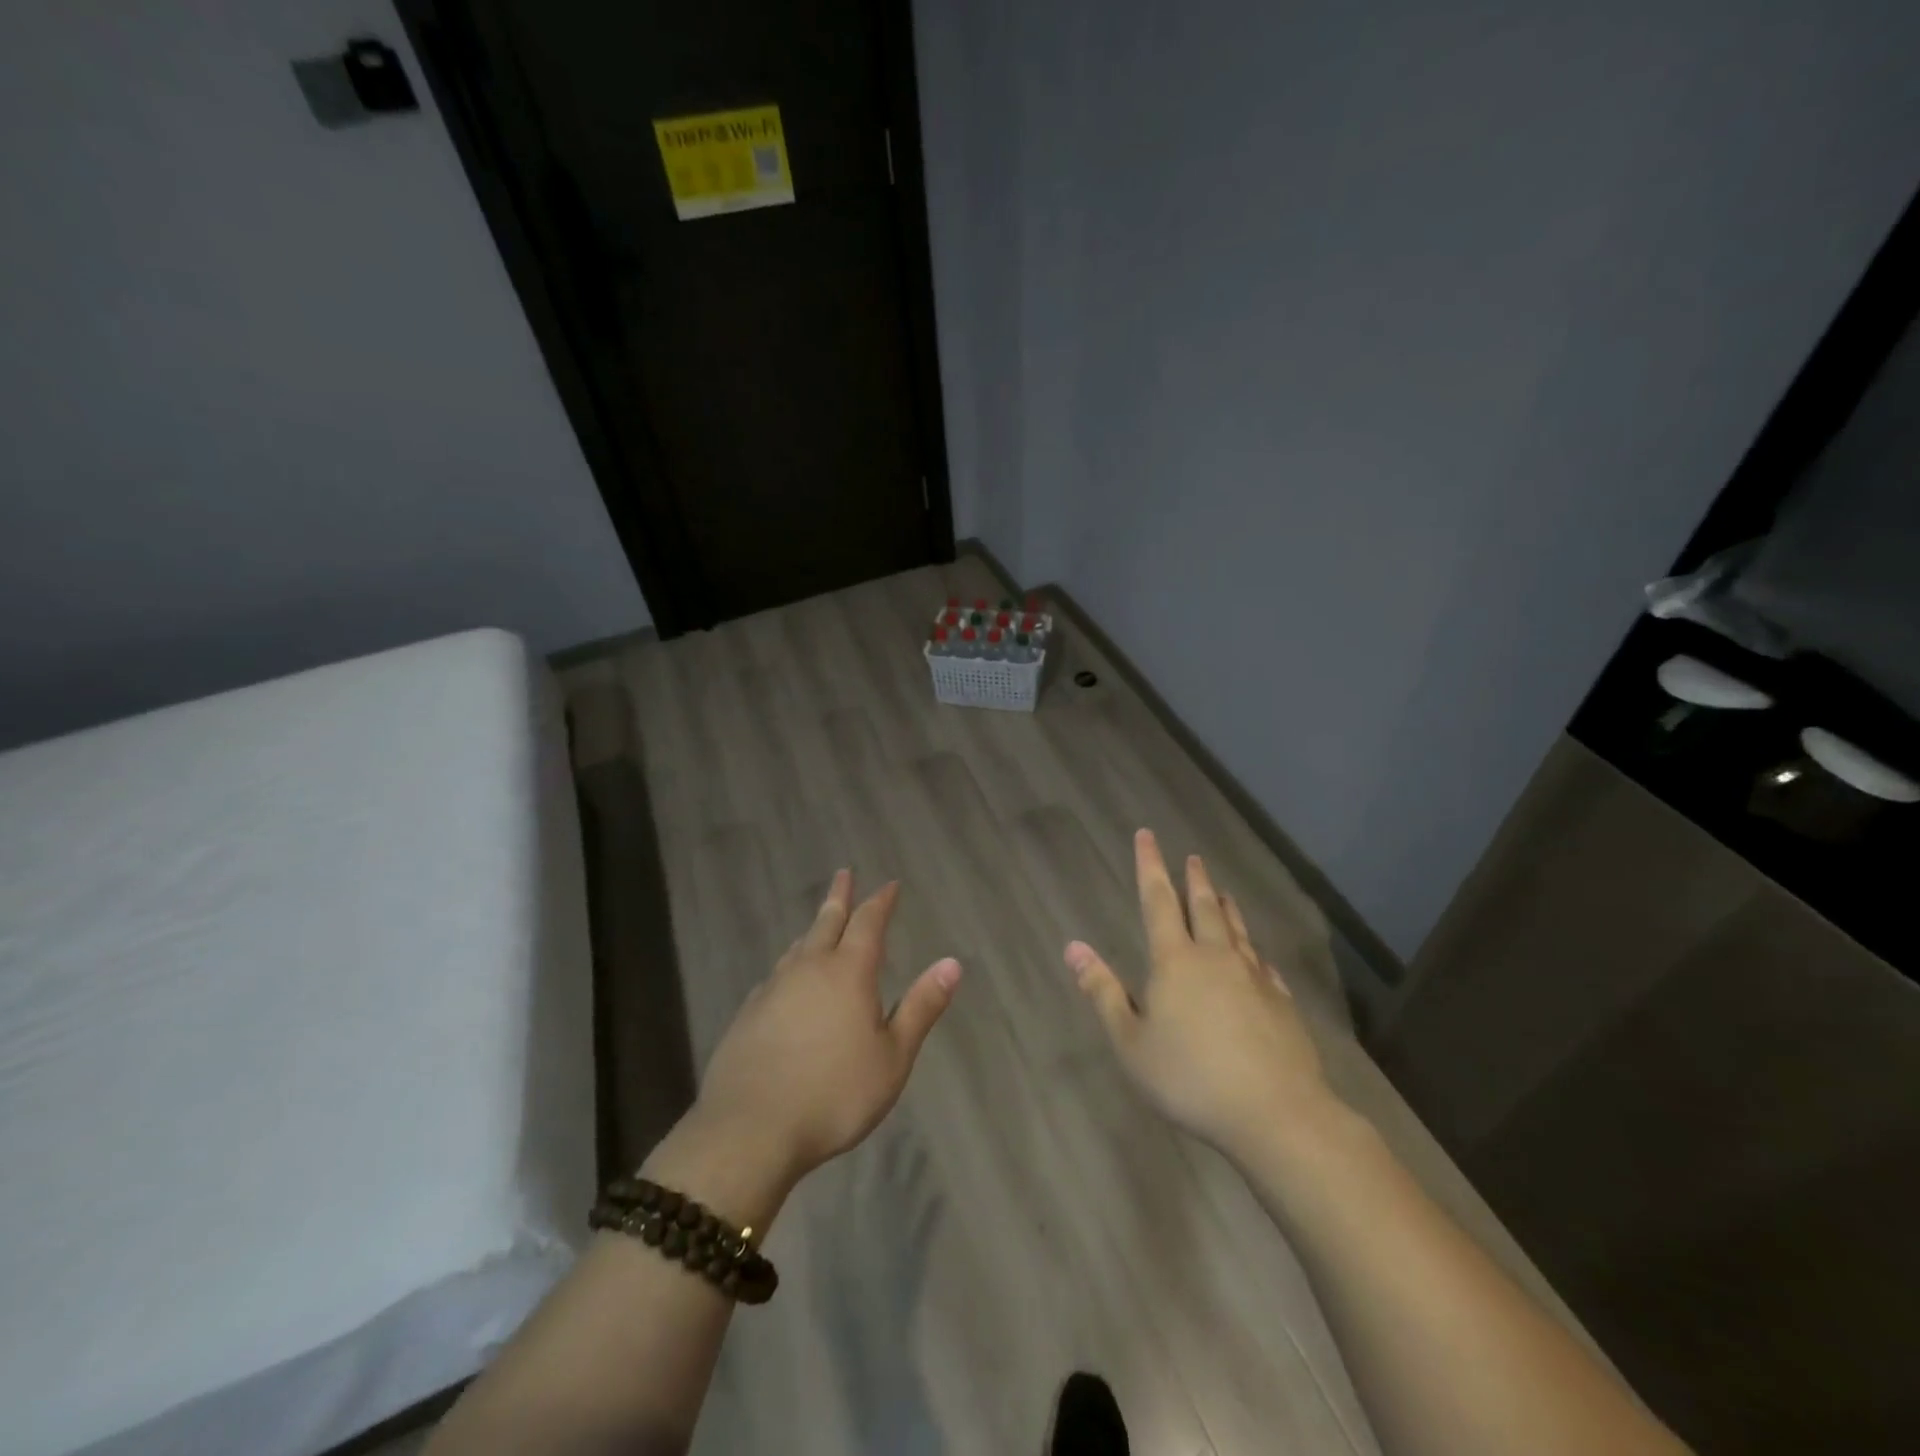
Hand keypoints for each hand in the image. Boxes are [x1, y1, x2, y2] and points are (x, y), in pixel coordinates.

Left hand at [688, 871, 961, 1188]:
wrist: (750, 1129)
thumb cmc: (835, 1094)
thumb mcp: (892, 1057)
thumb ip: (921, 1007)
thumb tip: (952, 963)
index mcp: (849, 973)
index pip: (868, 923)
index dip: (880, 902)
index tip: (889, 884)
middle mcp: (809, 969)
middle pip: (827, 922)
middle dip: (839, 897)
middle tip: (844, 873)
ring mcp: (773, 989)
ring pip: (798, 947)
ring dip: (813, 930)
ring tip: (821, 923)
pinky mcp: (748, 1014)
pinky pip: (776, 976)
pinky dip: (790, 966)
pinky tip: (787, 981)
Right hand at [1066, 829, 1335, 1159]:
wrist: (1275, 1113)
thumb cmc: (1189, 1077)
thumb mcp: (1130, 1042)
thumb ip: (1103, 992)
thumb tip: (1073, 946)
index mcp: (1175, 961)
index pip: (1158, 900)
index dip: (1150, 866)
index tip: (1147, 835)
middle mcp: (1215, 957)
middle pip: (1204, 907)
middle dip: (1194, 879)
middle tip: (1193, 857)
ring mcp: (1253, 978)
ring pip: (1237, 930)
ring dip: (1226, 907)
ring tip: (1223, 891)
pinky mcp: (1282, 1003)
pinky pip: (1263, 965)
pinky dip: (1253, 951)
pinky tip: (1256, 955)